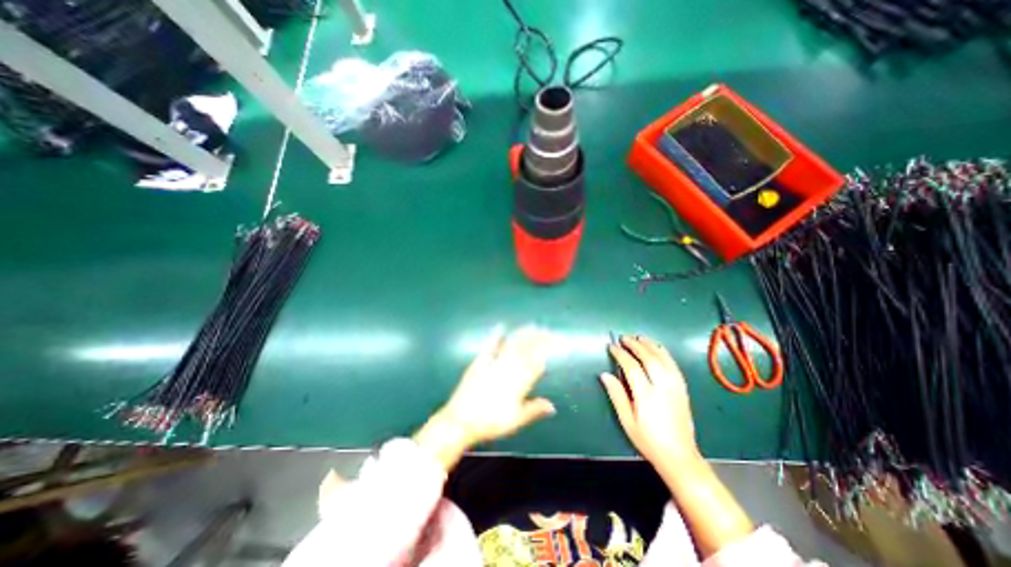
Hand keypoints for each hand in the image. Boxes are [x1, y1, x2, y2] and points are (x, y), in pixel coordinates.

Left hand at [416, 327, 560, 468]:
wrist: (460, 421)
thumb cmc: (489, 423)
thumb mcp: (515, 421)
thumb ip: (534, 410)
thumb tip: (552, 406)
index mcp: (518, 384)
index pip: (534, 364)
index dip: (543, 353)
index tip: (551, 343)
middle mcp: (507, 370)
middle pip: (525, 351)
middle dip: (537, 339)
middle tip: (546, 330)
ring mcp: (493, 364)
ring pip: (511, 345)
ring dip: (522, 335)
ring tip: (531, 326)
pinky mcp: (480, 362)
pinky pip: (490, 346)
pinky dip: (496, 335)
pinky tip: (501, 326)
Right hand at [598, 337, 704, 469]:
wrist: (680, 456)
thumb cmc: (648, 440)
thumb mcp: (627, 421)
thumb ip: (616, 395)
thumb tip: (605, 374)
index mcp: (646, 396)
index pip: (632, 367)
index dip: (620, 354)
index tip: (612, 346)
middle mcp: (663, 387)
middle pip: (649, 358)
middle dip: (635, 345)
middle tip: (624, 338)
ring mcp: (675, 387)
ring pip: (663, 359)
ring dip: (651, 345)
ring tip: (640, 337)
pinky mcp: (683, 389)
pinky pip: (674, 365)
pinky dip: (665, 353)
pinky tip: (658, 348)